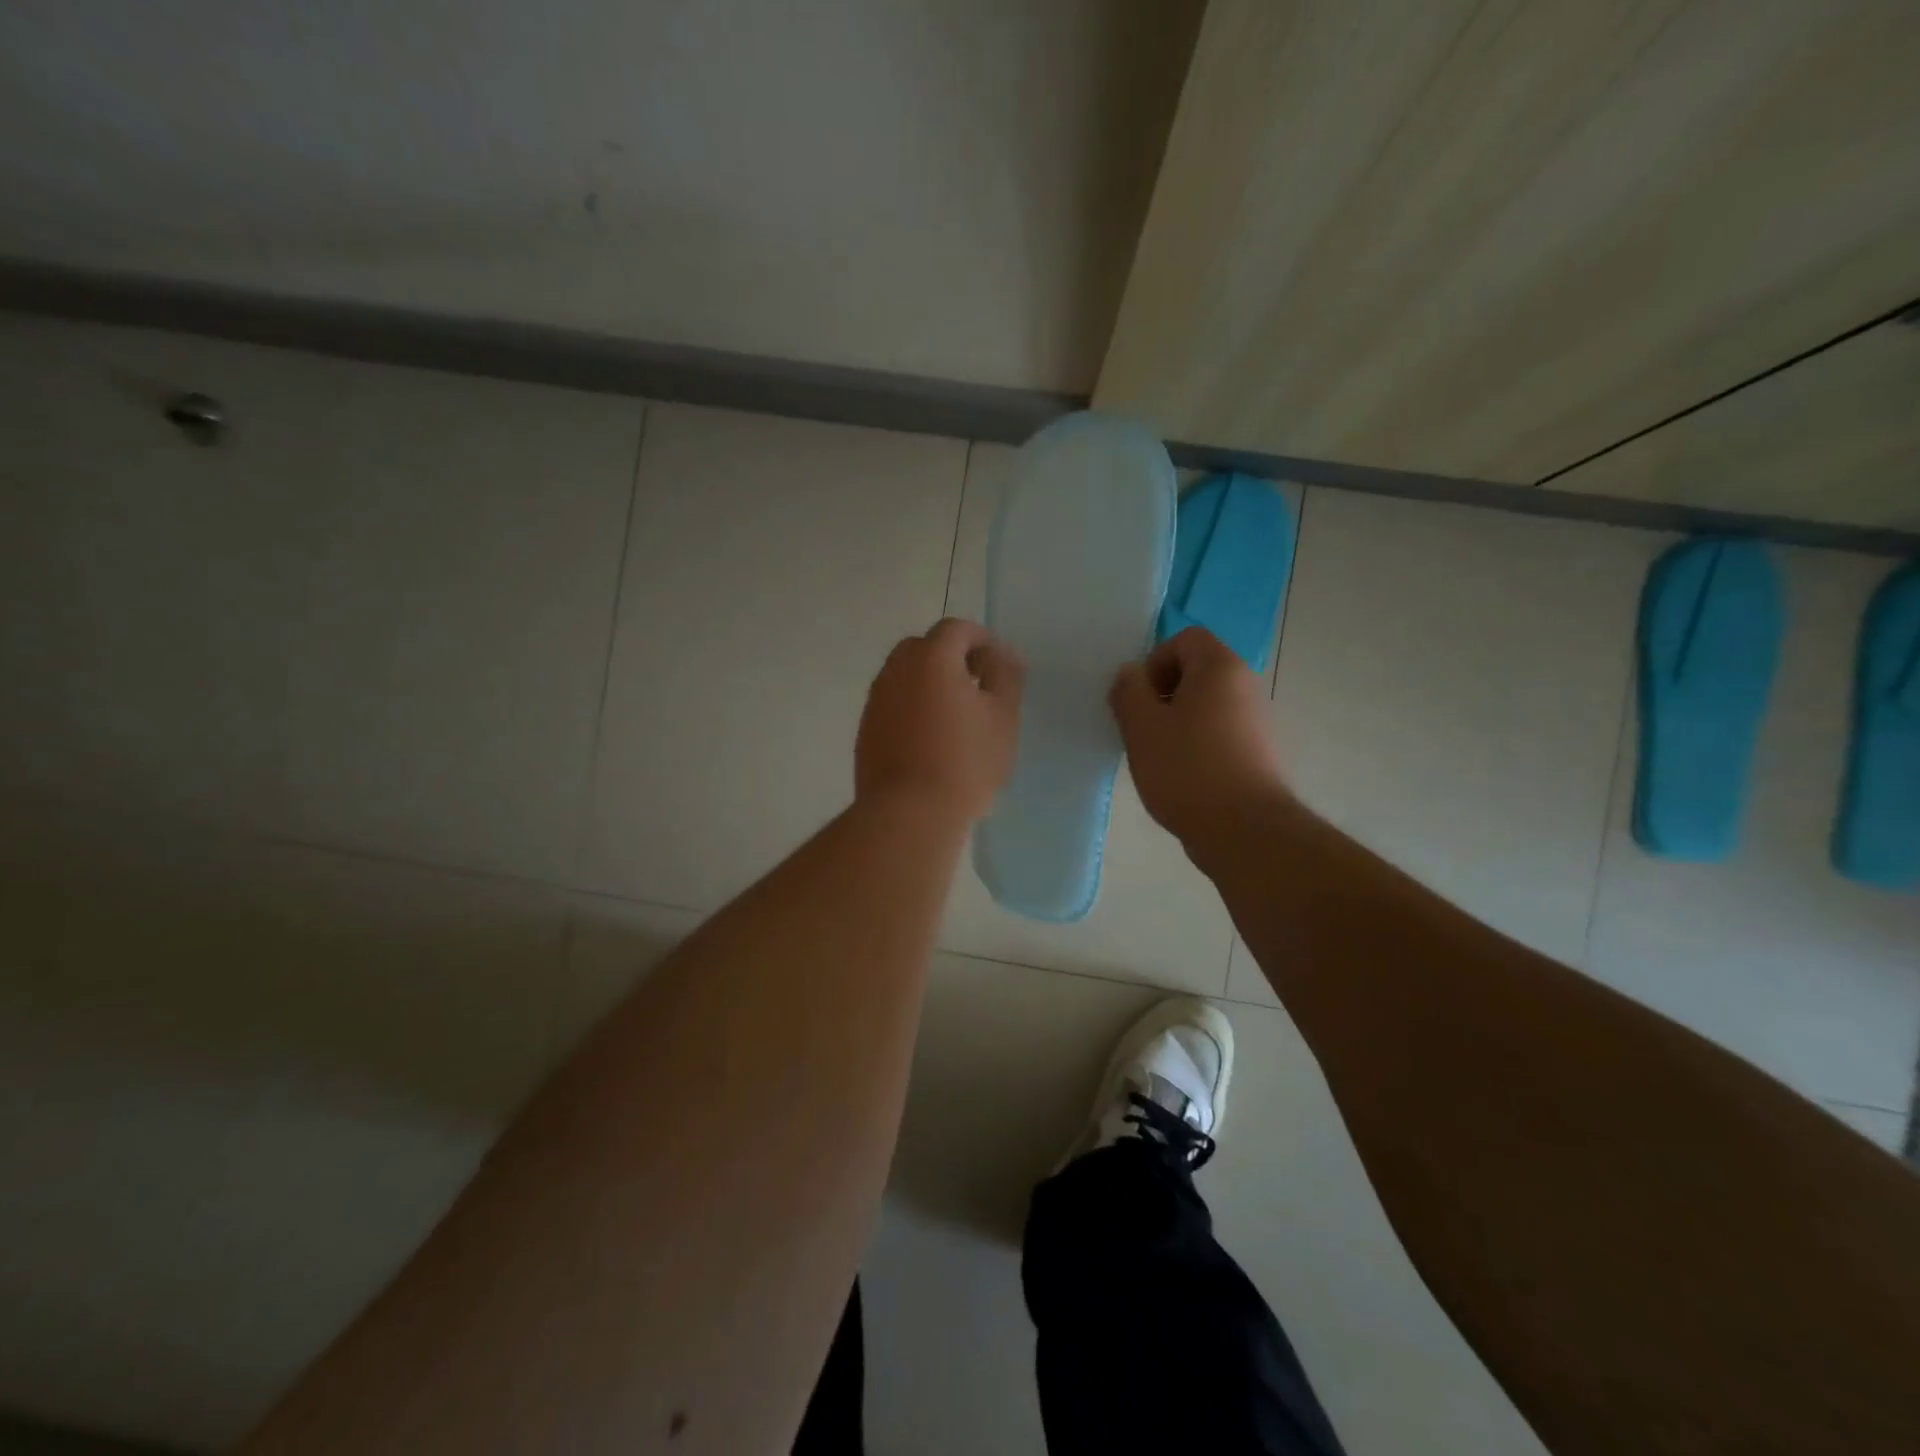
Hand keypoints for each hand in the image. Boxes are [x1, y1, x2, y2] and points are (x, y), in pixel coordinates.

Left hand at [856, 618, 1023, 822]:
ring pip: (905, 677)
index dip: (982, 640)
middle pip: (924, 648)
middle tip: (977, 686)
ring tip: (956, 717)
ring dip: (929, 684)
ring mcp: (876, 701)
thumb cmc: (966, 761)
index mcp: (931, 657)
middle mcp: (896, 670)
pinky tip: (930, 741)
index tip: (999, 667)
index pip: (956, 629)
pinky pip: (893, 705)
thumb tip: (1002, 655)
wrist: (910, 812)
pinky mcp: (865, 731)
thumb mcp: (1002, 717)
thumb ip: (1006, 676)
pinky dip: (912, 709)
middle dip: (952, 658)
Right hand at [1109, 627, 1288, 850]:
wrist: (1244, 830)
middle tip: (1142, 728)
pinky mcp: (1259, 752)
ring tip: (1160, 756)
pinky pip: (1220, 732)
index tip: (1139, 699)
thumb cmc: (1187, 769)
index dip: (1154, 661)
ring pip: (1206, 705)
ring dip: (1177, 721)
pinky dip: (1197, 744)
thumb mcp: (1142, 727)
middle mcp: (1246, 685)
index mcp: (1220, 668)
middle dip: (1162, 694)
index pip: (1185, 639)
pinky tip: (1183, 776)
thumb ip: (1129, 691)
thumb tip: (1130, 674)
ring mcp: (1257, 720)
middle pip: (1196, 671)